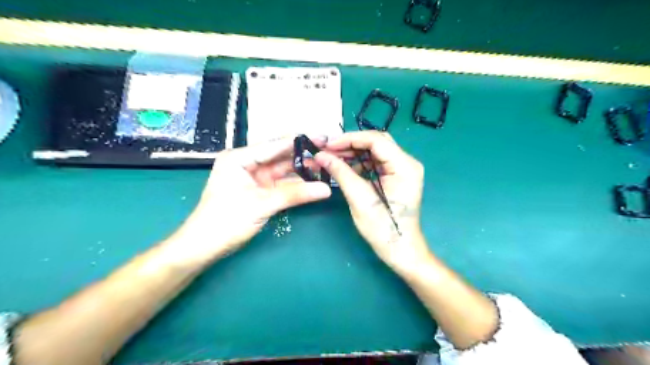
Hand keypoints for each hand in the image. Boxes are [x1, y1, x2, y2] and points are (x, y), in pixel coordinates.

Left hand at [166, 137, 332, 264]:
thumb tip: (326, 189)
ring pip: (283, 170)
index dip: (299, 142)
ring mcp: (254, 178)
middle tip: (327, 151)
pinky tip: (313, 180)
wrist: (205, 247)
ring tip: (325, 165)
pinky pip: (282, 184)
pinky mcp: (259, 191)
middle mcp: (247, 164)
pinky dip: (296, 184)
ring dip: (302, 169)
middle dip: (303, 155)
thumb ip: (295, 194)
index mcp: (239, 158)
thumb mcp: (261, 204)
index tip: (321, 138)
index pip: (274, 146)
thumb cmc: (226, 220)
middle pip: (280, 156)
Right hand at [316, 133, 429, 268]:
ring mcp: (403, 170)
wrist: (400, 249)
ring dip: (353, 154)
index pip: (376, 140)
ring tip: (332, 158)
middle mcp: (407, 163)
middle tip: (327, 150)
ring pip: (375, 152)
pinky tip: (345, 167)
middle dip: (350, 145)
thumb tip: (320, 155)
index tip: (328, 145)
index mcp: (404, 166)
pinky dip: (360, 163)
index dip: (350, 139)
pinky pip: (377, 163)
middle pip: (377, 143)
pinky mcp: (397, 177)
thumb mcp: (359, 198)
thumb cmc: (382, 228)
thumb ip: (341, 172)